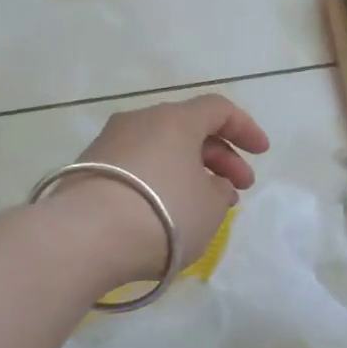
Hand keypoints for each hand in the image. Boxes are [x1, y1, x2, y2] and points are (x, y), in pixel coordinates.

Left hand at [53, 95, 269, 286]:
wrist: (84, 238)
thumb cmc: (163, 214)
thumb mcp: (210, 207)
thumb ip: (220, 191)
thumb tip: (212, 185)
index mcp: (175, 119)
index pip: (218, 109)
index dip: (245, 128)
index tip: (262, 153)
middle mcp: (139, 121)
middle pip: (188, 129)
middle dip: (219, 157)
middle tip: (238, 189)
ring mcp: (108, 144)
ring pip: (160, 148)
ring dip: (188, 171)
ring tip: (202, 205)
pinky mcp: (86, 170)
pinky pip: (136, 167)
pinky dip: (159, 182)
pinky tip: (164, 212)